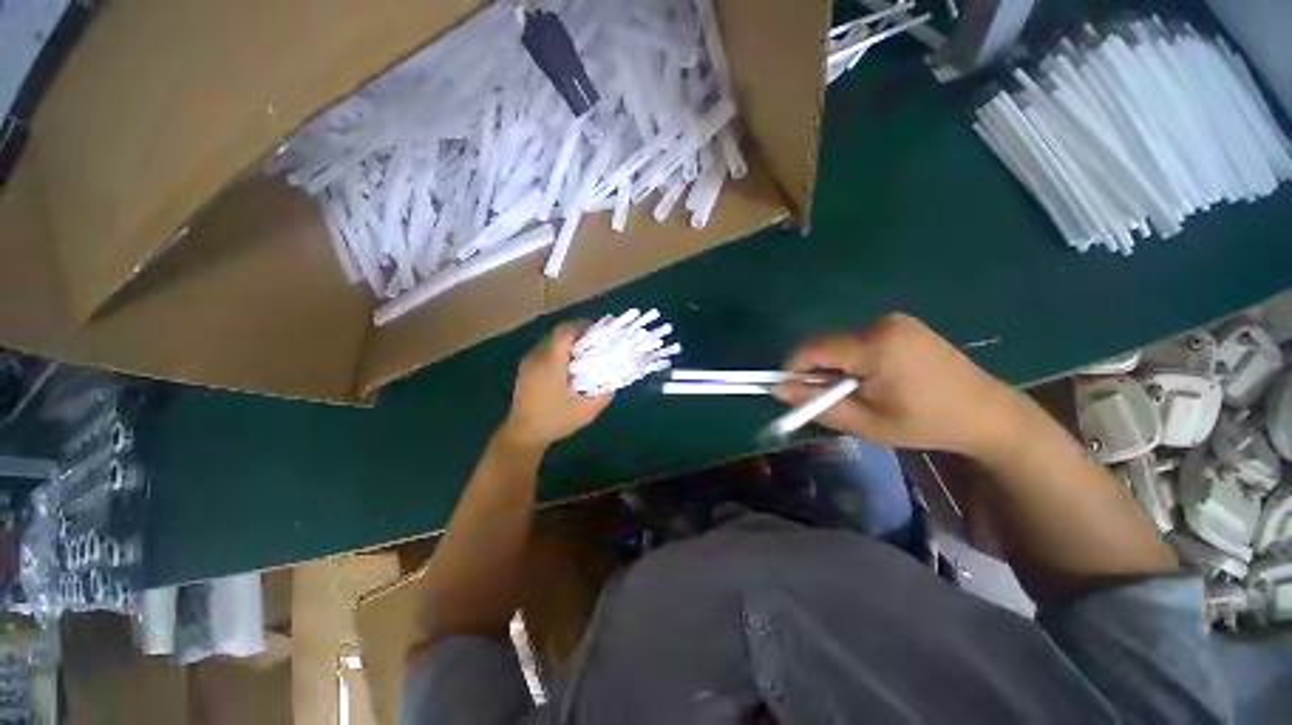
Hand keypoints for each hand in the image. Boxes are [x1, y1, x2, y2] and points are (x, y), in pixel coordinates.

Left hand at [501, 322, 612, 449]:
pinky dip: (559, 350)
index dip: (583, 326)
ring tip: (585, 354)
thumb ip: (604, 394)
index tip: (600, 333)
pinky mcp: (526, 368)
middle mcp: (537, 356)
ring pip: (551, 339)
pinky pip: (545, 349)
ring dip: (569, 342)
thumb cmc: (554, 421)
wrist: (523, 434)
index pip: (565, 331)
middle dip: (579, 333)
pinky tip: (569, 366)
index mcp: (551, 363)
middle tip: (597, 343)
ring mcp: (529, 361)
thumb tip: (615, 380)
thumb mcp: (586, 411)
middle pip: (559, 332)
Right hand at [776, 313, 1026, 459]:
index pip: (814, 348)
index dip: (794, 368)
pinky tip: (876, 379)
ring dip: (838, 366)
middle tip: (835, 400)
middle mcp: (882, 324)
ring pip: (841, 342)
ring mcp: (895, 320)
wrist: (987, 413)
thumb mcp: (866, 423)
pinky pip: (859, 339)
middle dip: (819, 371)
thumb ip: (817, 405)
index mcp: (876, 346)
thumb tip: (777, 390)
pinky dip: (854, 359)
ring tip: (861, 392)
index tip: (794, 391)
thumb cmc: (926, 424)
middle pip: (827, 345)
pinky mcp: (902, 324)